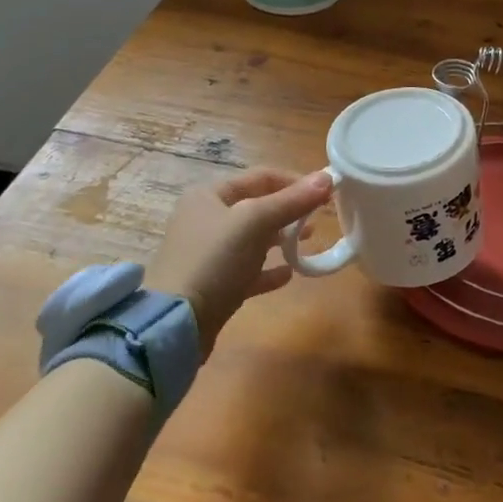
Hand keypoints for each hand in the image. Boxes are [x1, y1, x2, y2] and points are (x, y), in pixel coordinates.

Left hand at [150, 168, 332, 351]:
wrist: (174, 324)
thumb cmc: (214, 260)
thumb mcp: (255, 222)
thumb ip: (292, 200)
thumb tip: (328, 177)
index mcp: (209, 195)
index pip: (261, 176)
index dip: (295, 181)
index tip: (325, 194)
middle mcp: (206, 218)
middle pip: (257, 206)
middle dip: (290, 211)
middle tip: (318, 220)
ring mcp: (208, 253)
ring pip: (254, 238)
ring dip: (282, 239)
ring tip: (308, 243)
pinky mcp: (213, 284)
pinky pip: (248, 270)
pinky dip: (269, 269)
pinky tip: (289, 274)